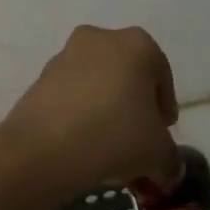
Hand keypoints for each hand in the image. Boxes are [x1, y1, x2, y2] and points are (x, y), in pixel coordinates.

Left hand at [1, 25, 179, 193]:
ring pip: (96, 85)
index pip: (161, 76)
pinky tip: (82, 145)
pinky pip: (70, 96)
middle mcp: (100, 39)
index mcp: (137, 45)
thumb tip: (168, 169)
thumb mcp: (158, 154)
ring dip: (105, 110)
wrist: (43, 148)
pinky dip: (79, 115)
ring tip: (107, 147)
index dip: (164, 108)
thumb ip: (170, 159)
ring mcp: (65, 56)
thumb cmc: (114, 136)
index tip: (162, 133)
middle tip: (137, 140)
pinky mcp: (39, 78)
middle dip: (134, 107)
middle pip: (127, 76)